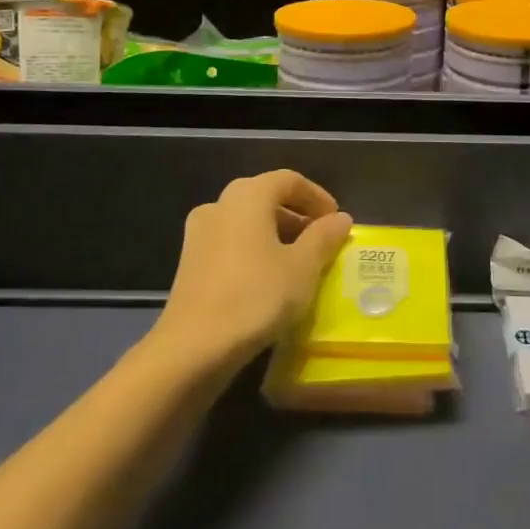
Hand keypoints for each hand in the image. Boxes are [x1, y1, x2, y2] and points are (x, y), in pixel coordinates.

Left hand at [155, 170, 354, 365]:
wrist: (192, 348)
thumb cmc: (256, 296)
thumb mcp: (303, 267)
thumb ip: (324, 237)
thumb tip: (340, 218)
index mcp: (248, 195)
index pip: (289, 180)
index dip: (317, 197)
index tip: (336, 221)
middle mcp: (220, 204)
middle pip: (266, 198)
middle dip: (297, 216)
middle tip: (322, 241)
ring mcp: (199, 234)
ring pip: (247, 222)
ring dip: (276, 235)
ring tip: (299, 263)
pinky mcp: (189, 263)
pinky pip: (231, 243)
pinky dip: (255, 251)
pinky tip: (269, 280)